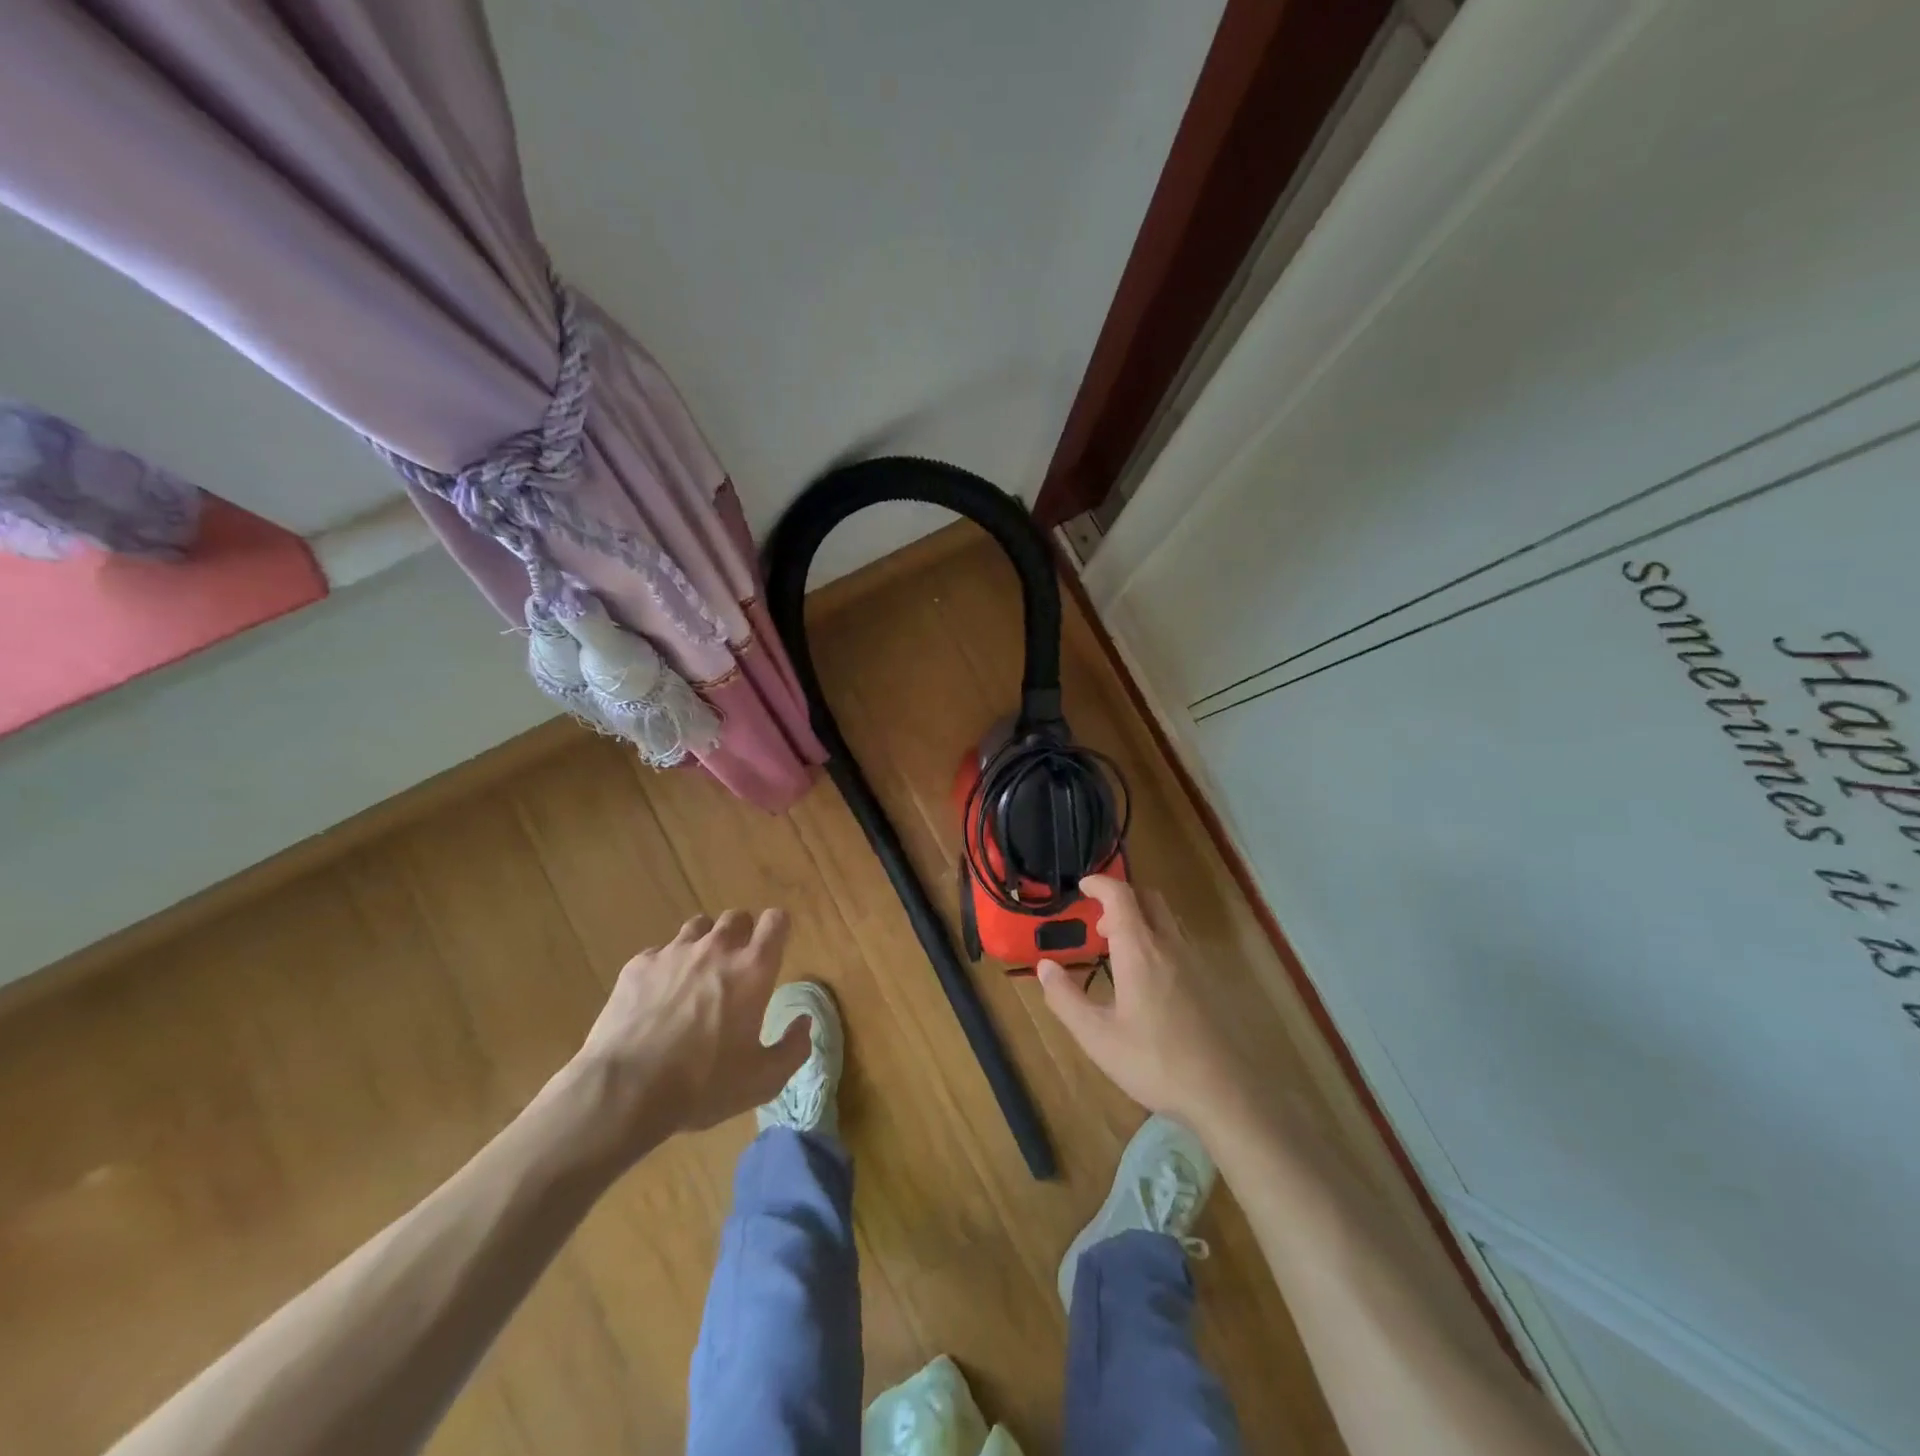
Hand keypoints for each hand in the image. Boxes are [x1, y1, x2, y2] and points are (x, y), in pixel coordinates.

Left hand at [561, 909, 808, 1165]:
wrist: (624, 1089)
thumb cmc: (703, 1084)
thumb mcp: (763, 1080)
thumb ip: (793, 1048)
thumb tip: (805, 1023)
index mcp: (753, 969)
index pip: (776, 920)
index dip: (779, 928)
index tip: (775, 946)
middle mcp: (717, 949)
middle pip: (737, 916)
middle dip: (742, 934)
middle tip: (737, 965)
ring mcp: (674, 952)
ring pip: (698, 926)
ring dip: (705, 943)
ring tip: (698, 974)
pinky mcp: (639, 965)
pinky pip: (660, 951)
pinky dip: (666, 966)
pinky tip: (658, 996)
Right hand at [1037, 875, 1243, 1131]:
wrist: (1223, 1093)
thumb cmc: (1153, 1062)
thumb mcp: (1097, 1036)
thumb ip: (1065, 998)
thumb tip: (1045, 966)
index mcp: (1140, 952)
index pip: (1120, 896)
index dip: (1100, 884)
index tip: (1082, 886)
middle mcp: (1169, 946)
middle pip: (1148, 898)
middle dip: (1121, 898)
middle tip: (1099, 924)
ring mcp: (1193, 962)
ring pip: (1166, 919)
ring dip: (1140, 919)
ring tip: (1118, 951)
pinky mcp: (1207, 982)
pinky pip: (1178, 942)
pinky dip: (1156, 940)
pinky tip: (1146, 979)